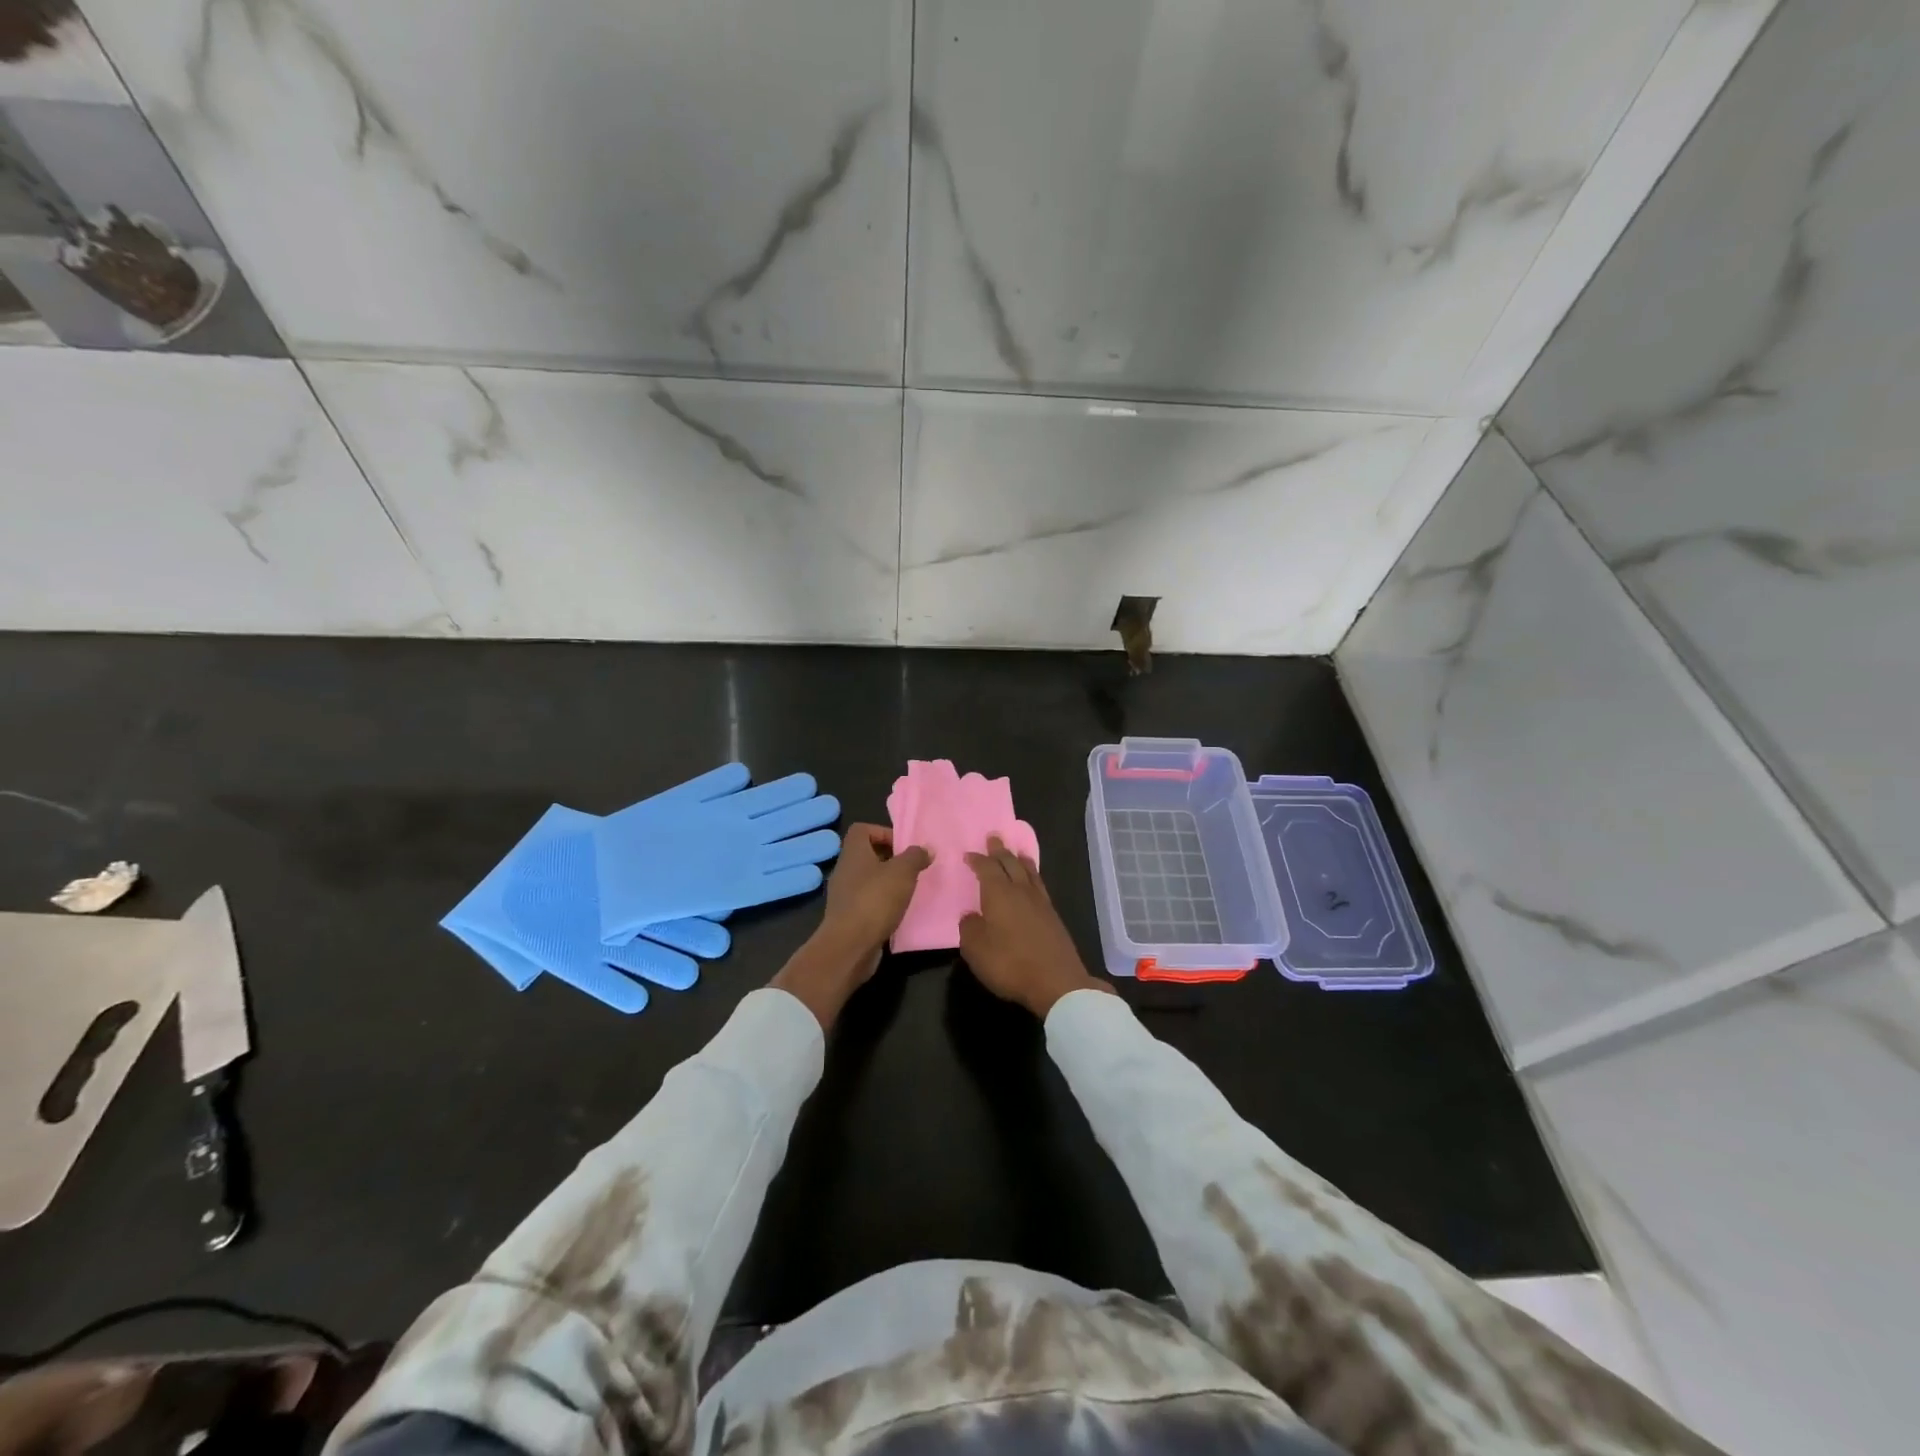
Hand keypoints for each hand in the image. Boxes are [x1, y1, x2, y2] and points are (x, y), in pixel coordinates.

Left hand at [774, 824, 930, 1027]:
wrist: (850, 945)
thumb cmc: (875, 900)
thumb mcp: (903, 872)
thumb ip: (916, 857)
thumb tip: (926, 848)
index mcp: (853, 852)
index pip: (862, 829)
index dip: (883, 832)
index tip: (903, 847)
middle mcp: (844, 870)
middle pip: (866, 855)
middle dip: (890, 860)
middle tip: (911, 870)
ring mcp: (843, 895)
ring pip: (867, 880)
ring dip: (887, 884)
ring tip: (908, 891)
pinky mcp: (848, 917)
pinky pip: (867, 902)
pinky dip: (882, 904)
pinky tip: (898, 912)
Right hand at [960, 835, 1111, 1017]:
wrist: (1056, 982)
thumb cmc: (1010, 964)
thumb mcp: (976, 950)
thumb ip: (969, 929)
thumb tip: (970, 916)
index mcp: (999, 894)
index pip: (987, 869)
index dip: (977, 860)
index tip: (968, 854)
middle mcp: (1020, 891)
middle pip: (1010, 864)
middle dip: (1000, 851)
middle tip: (994, 838)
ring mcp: (1040, 903)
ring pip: (1029, 872)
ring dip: (1020, 860)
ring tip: (1017, 852)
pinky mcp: (1053, 916)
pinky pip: (1040, 885)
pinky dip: (1033, 875)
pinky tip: (1033, 881)